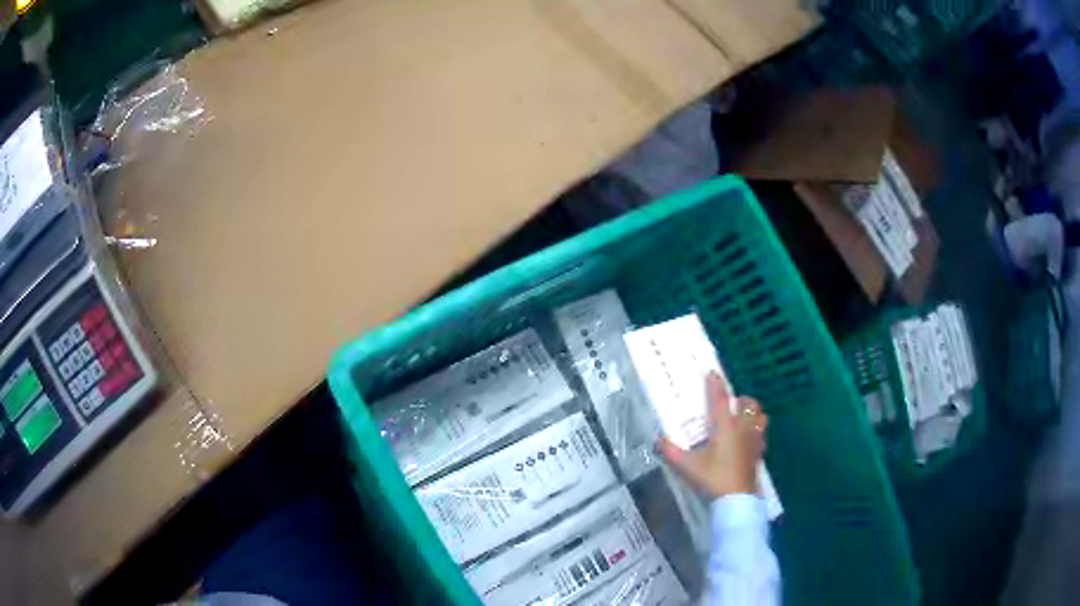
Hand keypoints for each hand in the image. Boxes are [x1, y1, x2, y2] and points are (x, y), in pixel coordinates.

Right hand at [657, 372, 766, 498]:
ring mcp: (754, 441)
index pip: (720, 400)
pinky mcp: (759, 453)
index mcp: (725, 427)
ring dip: (753, 413)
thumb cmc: (713, 478)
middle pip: (749, 404)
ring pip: (760, 417)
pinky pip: (761, 435)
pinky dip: (755, 432)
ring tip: (742, 418)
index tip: (712, 372)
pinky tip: (747, 441)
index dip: (715, 384)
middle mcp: (742, 428)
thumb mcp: (687, 466)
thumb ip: (670, 452)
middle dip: (741, 399)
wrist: (737, 499)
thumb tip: (656, 440)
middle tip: (730, 403)